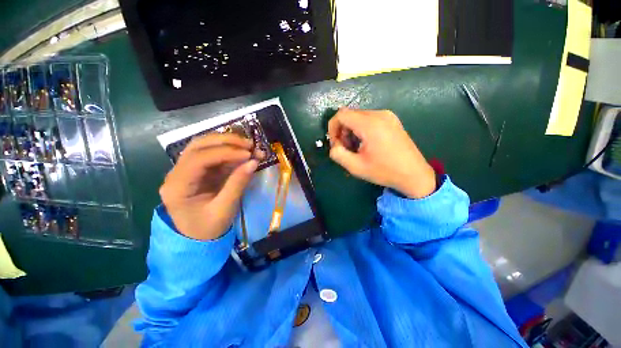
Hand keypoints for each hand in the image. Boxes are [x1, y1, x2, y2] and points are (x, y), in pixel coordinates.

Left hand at [159, 134, 262, 239]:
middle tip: (249, 144)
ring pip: (204, 146)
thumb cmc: (208, 229)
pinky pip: (213, 155)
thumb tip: (253, 162)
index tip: (248, 154)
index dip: (225, 153)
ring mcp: (186, 170)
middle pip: (198, 146)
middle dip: (226, 141)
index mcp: (177, 187)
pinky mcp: (198, 171)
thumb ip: (238, 184)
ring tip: (248, 146)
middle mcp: (177, 173)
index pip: (199, 159)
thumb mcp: (224, 209)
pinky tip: (243, 153)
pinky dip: (229, 151)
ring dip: (227, 142)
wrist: (197, 239)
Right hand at [328, 108, 435, 198]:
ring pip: (359, 117)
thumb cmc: (384, 171)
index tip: (335, 144)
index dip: (332, 128)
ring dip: (351, 131)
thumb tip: (334, 146)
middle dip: (342, 131)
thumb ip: (338, 154)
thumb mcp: (355, 167)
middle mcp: (379, 114)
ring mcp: (388, 116)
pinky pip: (369, 120)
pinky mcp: (392, 120)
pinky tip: (366, 144)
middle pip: (350, 115)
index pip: (341, 115)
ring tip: (356, 148)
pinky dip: (361, 130)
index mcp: (370, 124)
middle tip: (345, 149)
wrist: (414, 174)